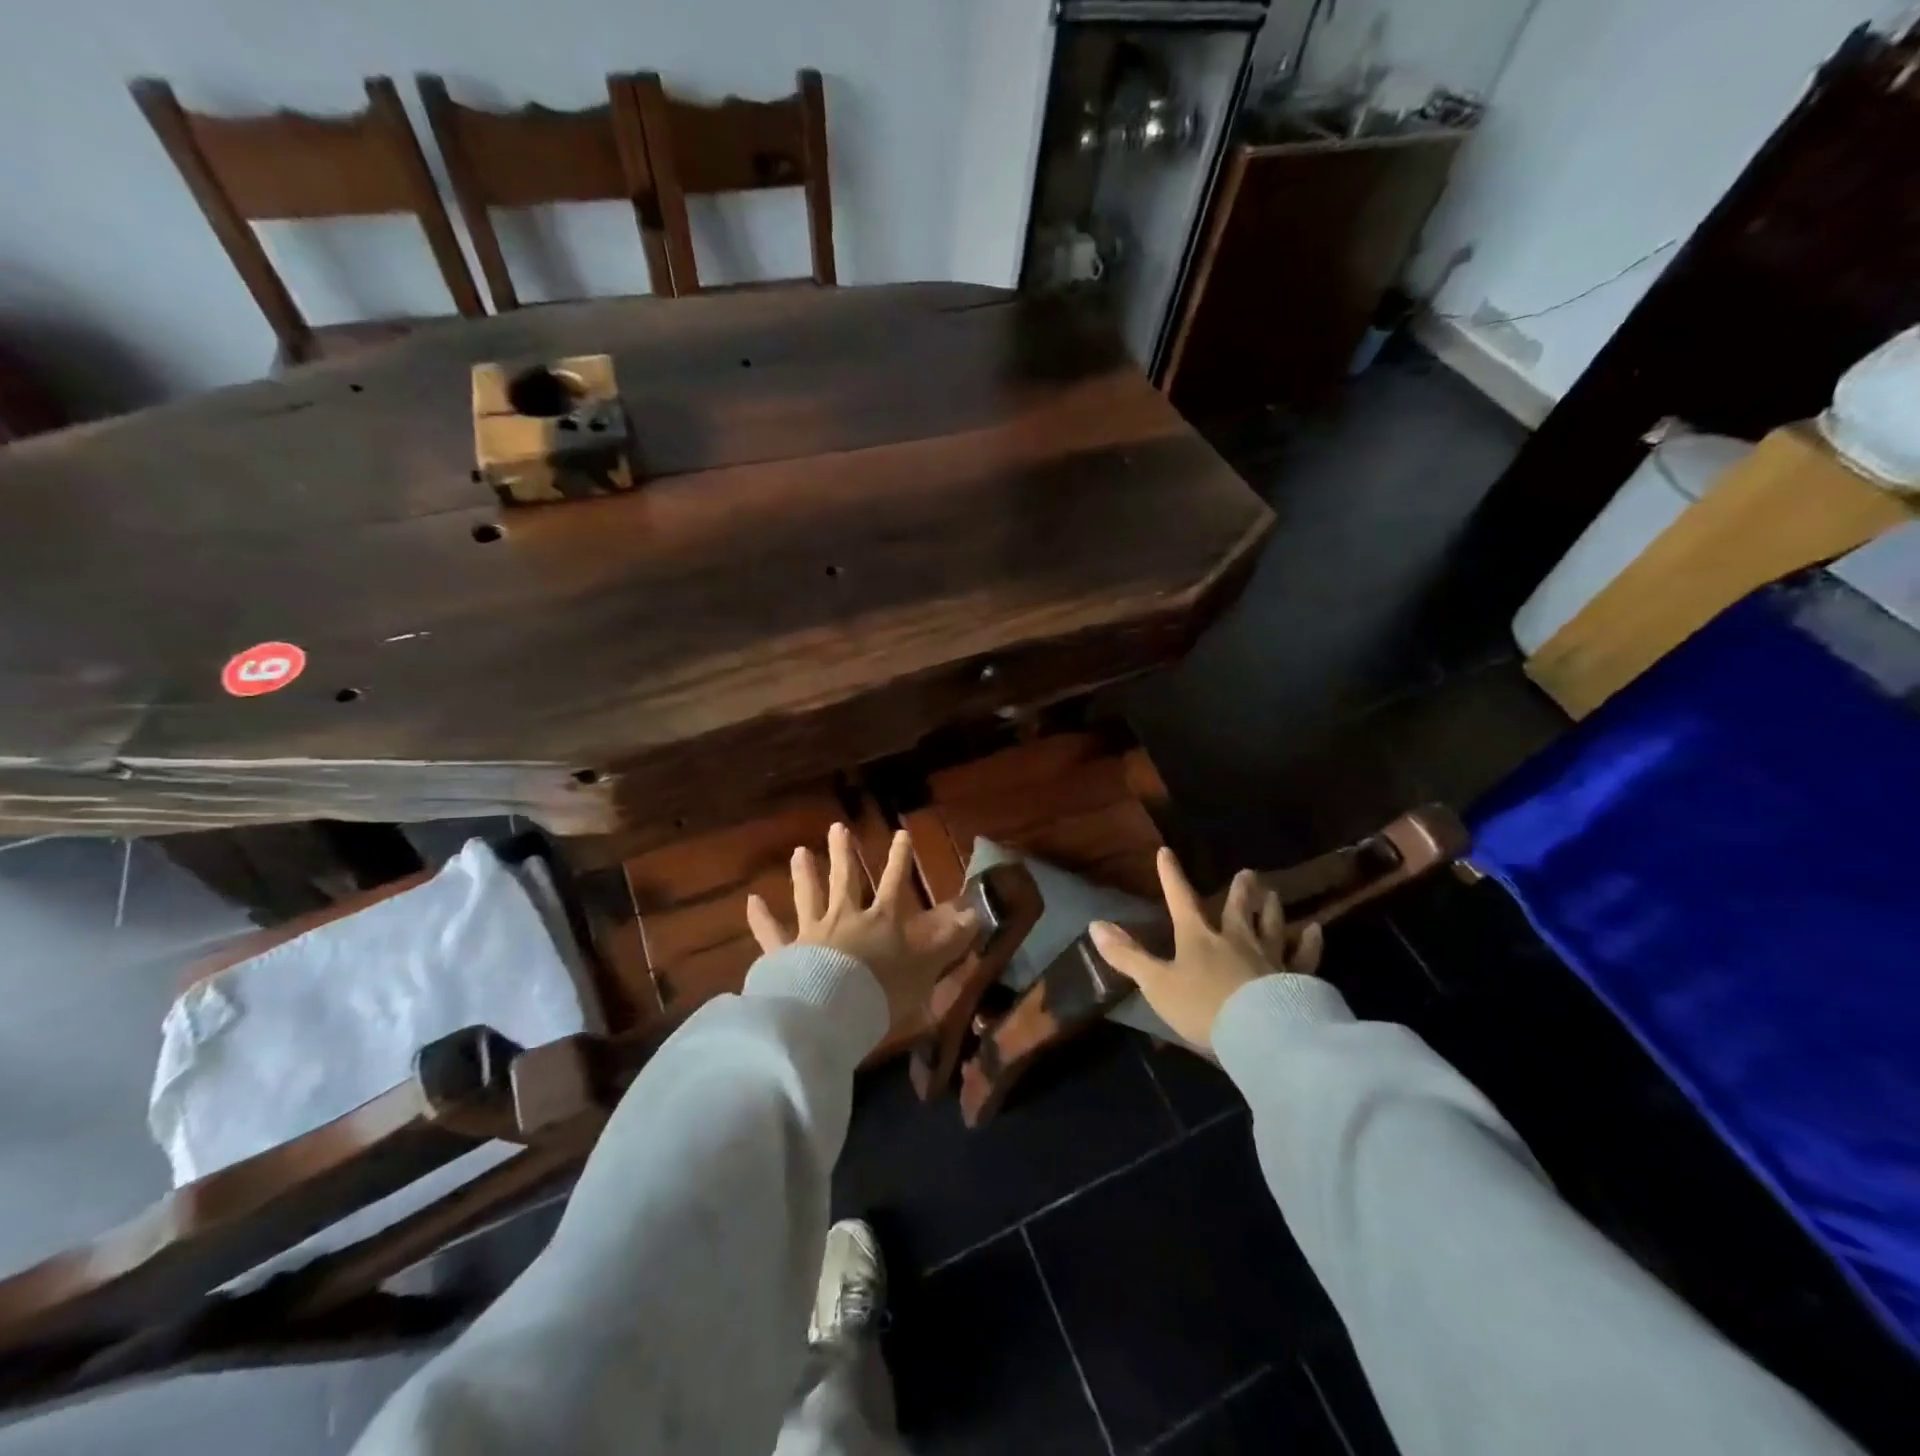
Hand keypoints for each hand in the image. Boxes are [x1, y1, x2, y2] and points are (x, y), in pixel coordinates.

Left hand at [747, 822, 980, 1035]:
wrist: (833, 1013)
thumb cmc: (883, 991)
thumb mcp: (925, 968)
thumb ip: (948, 941)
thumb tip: (975, 914)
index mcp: (880, 921)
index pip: (895, 883)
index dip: (900, 859)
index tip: (901, 833)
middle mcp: (846, 918)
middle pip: (845, 880)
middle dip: (843, 854)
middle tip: (837, 828)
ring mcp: (813, 933)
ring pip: (808, 896)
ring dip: (804, 874)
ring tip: (799, 852)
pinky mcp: (786, 954)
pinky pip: (772, 933)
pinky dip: (762, 918)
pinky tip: (751, 902)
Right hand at [1090, 848, 1323, 1049]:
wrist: (1260, 1034)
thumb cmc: (1202, 1006)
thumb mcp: (1156, 984)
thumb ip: (1127, 956)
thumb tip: (1094, 924)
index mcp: (1198, 937)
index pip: (1180, 899)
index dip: (1171, 876)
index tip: (1166, 852)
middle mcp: (1235, 939)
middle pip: (1238, 908)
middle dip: (1240, 890)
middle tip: (1248, 873)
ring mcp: (1269, 957)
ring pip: (1272, 926)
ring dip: (1272, 909)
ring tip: (1275, 895)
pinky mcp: (1295, 979)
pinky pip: (1304, 956)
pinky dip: (1309, 943)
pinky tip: (1315, 931)